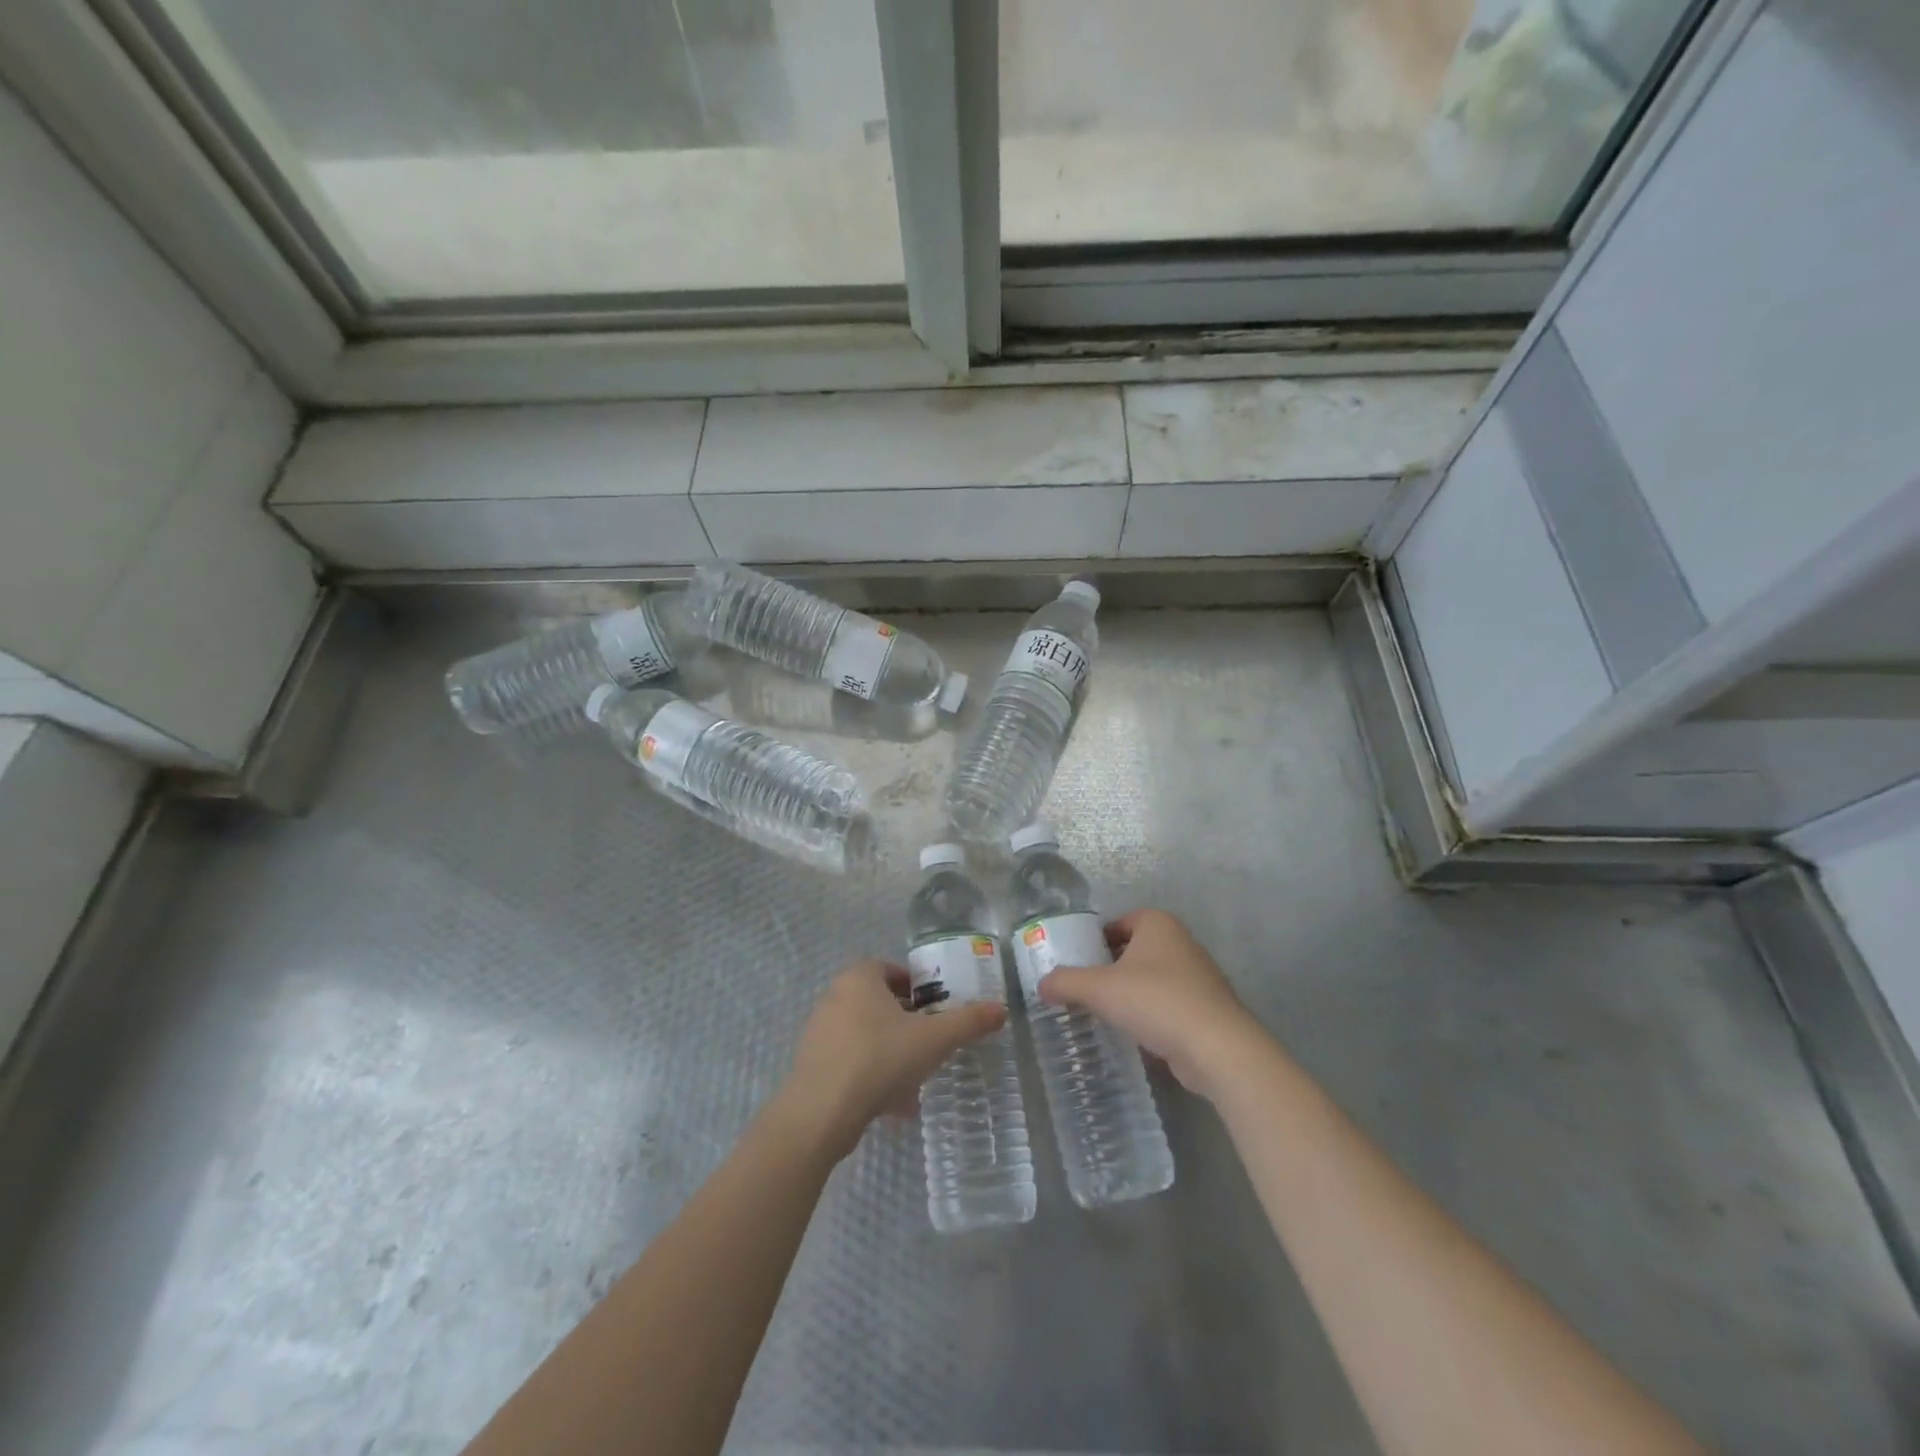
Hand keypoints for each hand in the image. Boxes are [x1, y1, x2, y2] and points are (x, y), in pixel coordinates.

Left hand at [778, 959, 1006, 1158]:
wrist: (821, 1113)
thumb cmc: (879, 1059)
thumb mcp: (933, 1040)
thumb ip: (968, 1022)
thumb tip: (1001, 1009)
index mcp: (859, 978)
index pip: (890, 969)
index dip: (916, 987)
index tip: (936, 1009)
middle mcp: (835, 997)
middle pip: (879, 1003)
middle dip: (906, 1023)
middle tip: (930, 1043)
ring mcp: (819, 1032)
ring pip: (867, 1036)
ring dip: (892, 1054)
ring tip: (917, 1081)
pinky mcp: (813, 1065)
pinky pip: (851, 1063)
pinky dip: (873, 1077)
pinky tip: (894, 1106)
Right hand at [1038, 909, 1260, 1099]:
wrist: (1217, 1048)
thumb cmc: (1156, 1001)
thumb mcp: (1099, 988)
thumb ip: (1065, 982)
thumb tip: (1041, 985)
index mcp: (1158, 924)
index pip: (1119, 922)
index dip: (1095, 940)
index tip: (1077, 962)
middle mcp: (1181, 942)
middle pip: (1134, 950)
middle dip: (1110, 968)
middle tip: (1084, 988)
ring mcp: (1198, 977)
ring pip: (1152, 979)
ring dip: (1130, 993)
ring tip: (1104, 1013)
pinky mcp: (1206, 1009)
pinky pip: (1168, 1005)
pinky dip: (1150, 1015)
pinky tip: (1134, 1034)